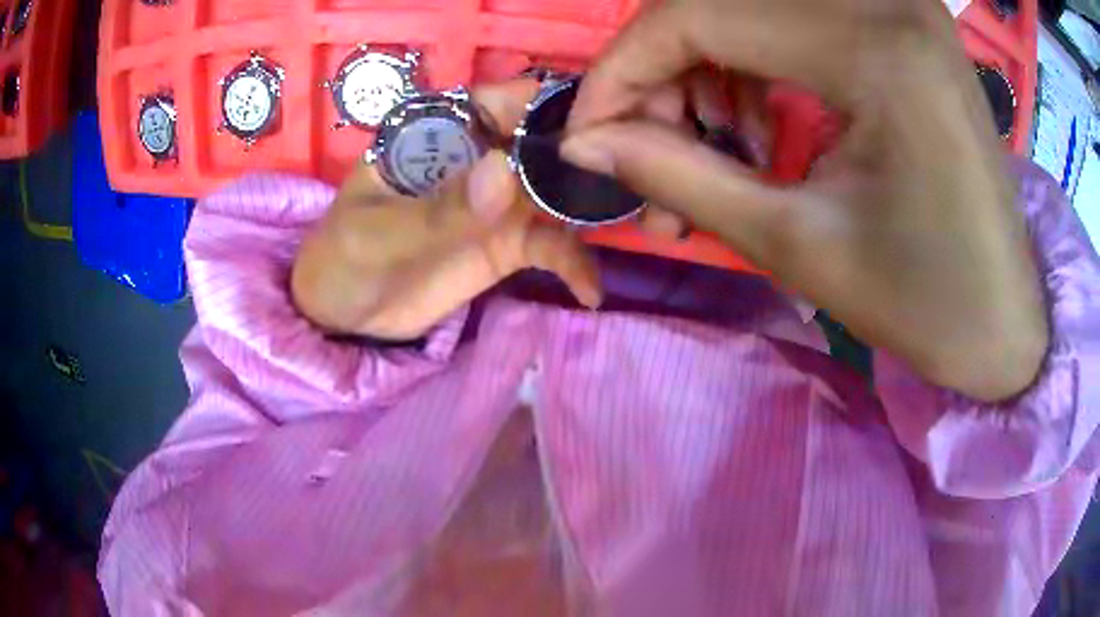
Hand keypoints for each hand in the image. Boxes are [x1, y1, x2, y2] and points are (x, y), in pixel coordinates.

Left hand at [291, 81, 600, 340]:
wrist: (344, 318)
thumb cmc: (345, 259)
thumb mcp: (380, 234)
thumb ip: (440, 206)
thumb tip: (505, 171)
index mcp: (442, 132)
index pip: (505, 100)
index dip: (554, 102)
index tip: (603, 122)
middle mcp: (481, 157)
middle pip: (546, 141)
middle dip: (589, 154)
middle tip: (636, 174)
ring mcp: (500, 202)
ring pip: (559, 190)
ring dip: (592, 204)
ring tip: (629, 222)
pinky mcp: (509, 244)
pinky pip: (553, 246)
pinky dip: (575, 263)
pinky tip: (591, 292)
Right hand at [563, 0, 1047, 400]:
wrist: (1004, 318)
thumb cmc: (925, 303)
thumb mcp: (797, 244)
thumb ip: (677, 175)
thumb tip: (583, 144)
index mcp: (875, 47)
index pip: (697, 13)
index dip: (622, 70)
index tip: (587, 135)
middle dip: (661, 70)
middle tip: (649, 149)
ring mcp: (896, 3)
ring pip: (750, 2)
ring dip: (705, 63)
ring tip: (711, 142)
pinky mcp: (900, 21)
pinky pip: (793, 13)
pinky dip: (752, 56)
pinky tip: (762, 118)